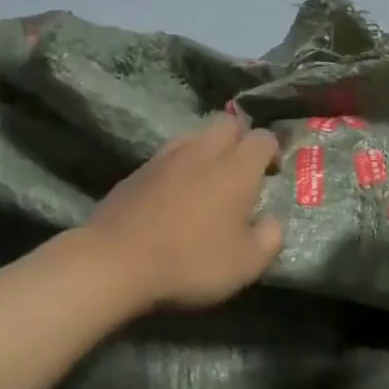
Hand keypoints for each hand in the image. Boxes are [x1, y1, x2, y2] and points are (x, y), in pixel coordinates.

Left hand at [83, 115, 284, 312]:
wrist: (115, 262)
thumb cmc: (191, 262)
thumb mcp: (246, 264)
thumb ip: (270, 238)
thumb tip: (273, 221)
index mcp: (236, 168)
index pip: (263, 138)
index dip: (272, 152)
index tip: (272, 175)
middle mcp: (202, 151)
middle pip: (227, 124)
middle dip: (240, 140)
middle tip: (243, 171)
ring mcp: (165, 157)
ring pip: (195, 135)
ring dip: (208, 148)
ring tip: (209, 179)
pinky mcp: (137, 171)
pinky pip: (168, 155)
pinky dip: (180, 165)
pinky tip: (176, 192)